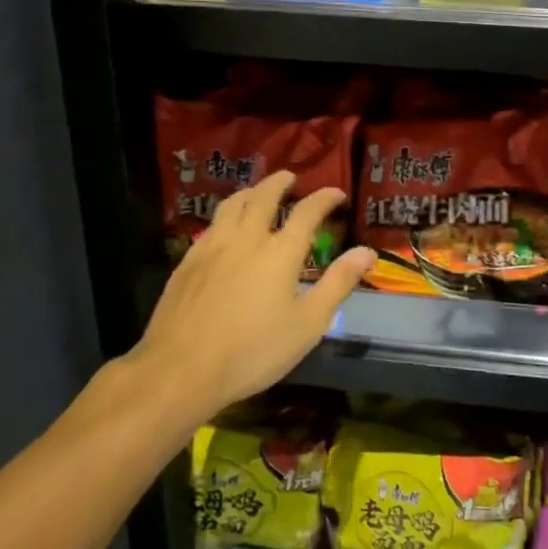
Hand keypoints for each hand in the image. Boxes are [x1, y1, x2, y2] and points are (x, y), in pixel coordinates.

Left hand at [103, 170, 375, 432]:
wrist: (180, 370)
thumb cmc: (253, 351)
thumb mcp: (308, 324)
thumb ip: (338, 283)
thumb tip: (366, 252)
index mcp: (280, 252)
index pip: (307, 211)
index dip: (324, 198)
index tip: (337, 193)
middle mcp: (246, 239)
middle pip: (263, 196)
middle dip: (280, 182)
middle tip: (290, 178)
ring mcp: (211, 248)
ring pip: (232, 205)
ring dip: (250, 192)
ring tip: (258, 193)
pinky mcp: (187, 263)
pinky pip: (211, 225)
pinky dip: (226, 216)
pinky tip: (225, 230)